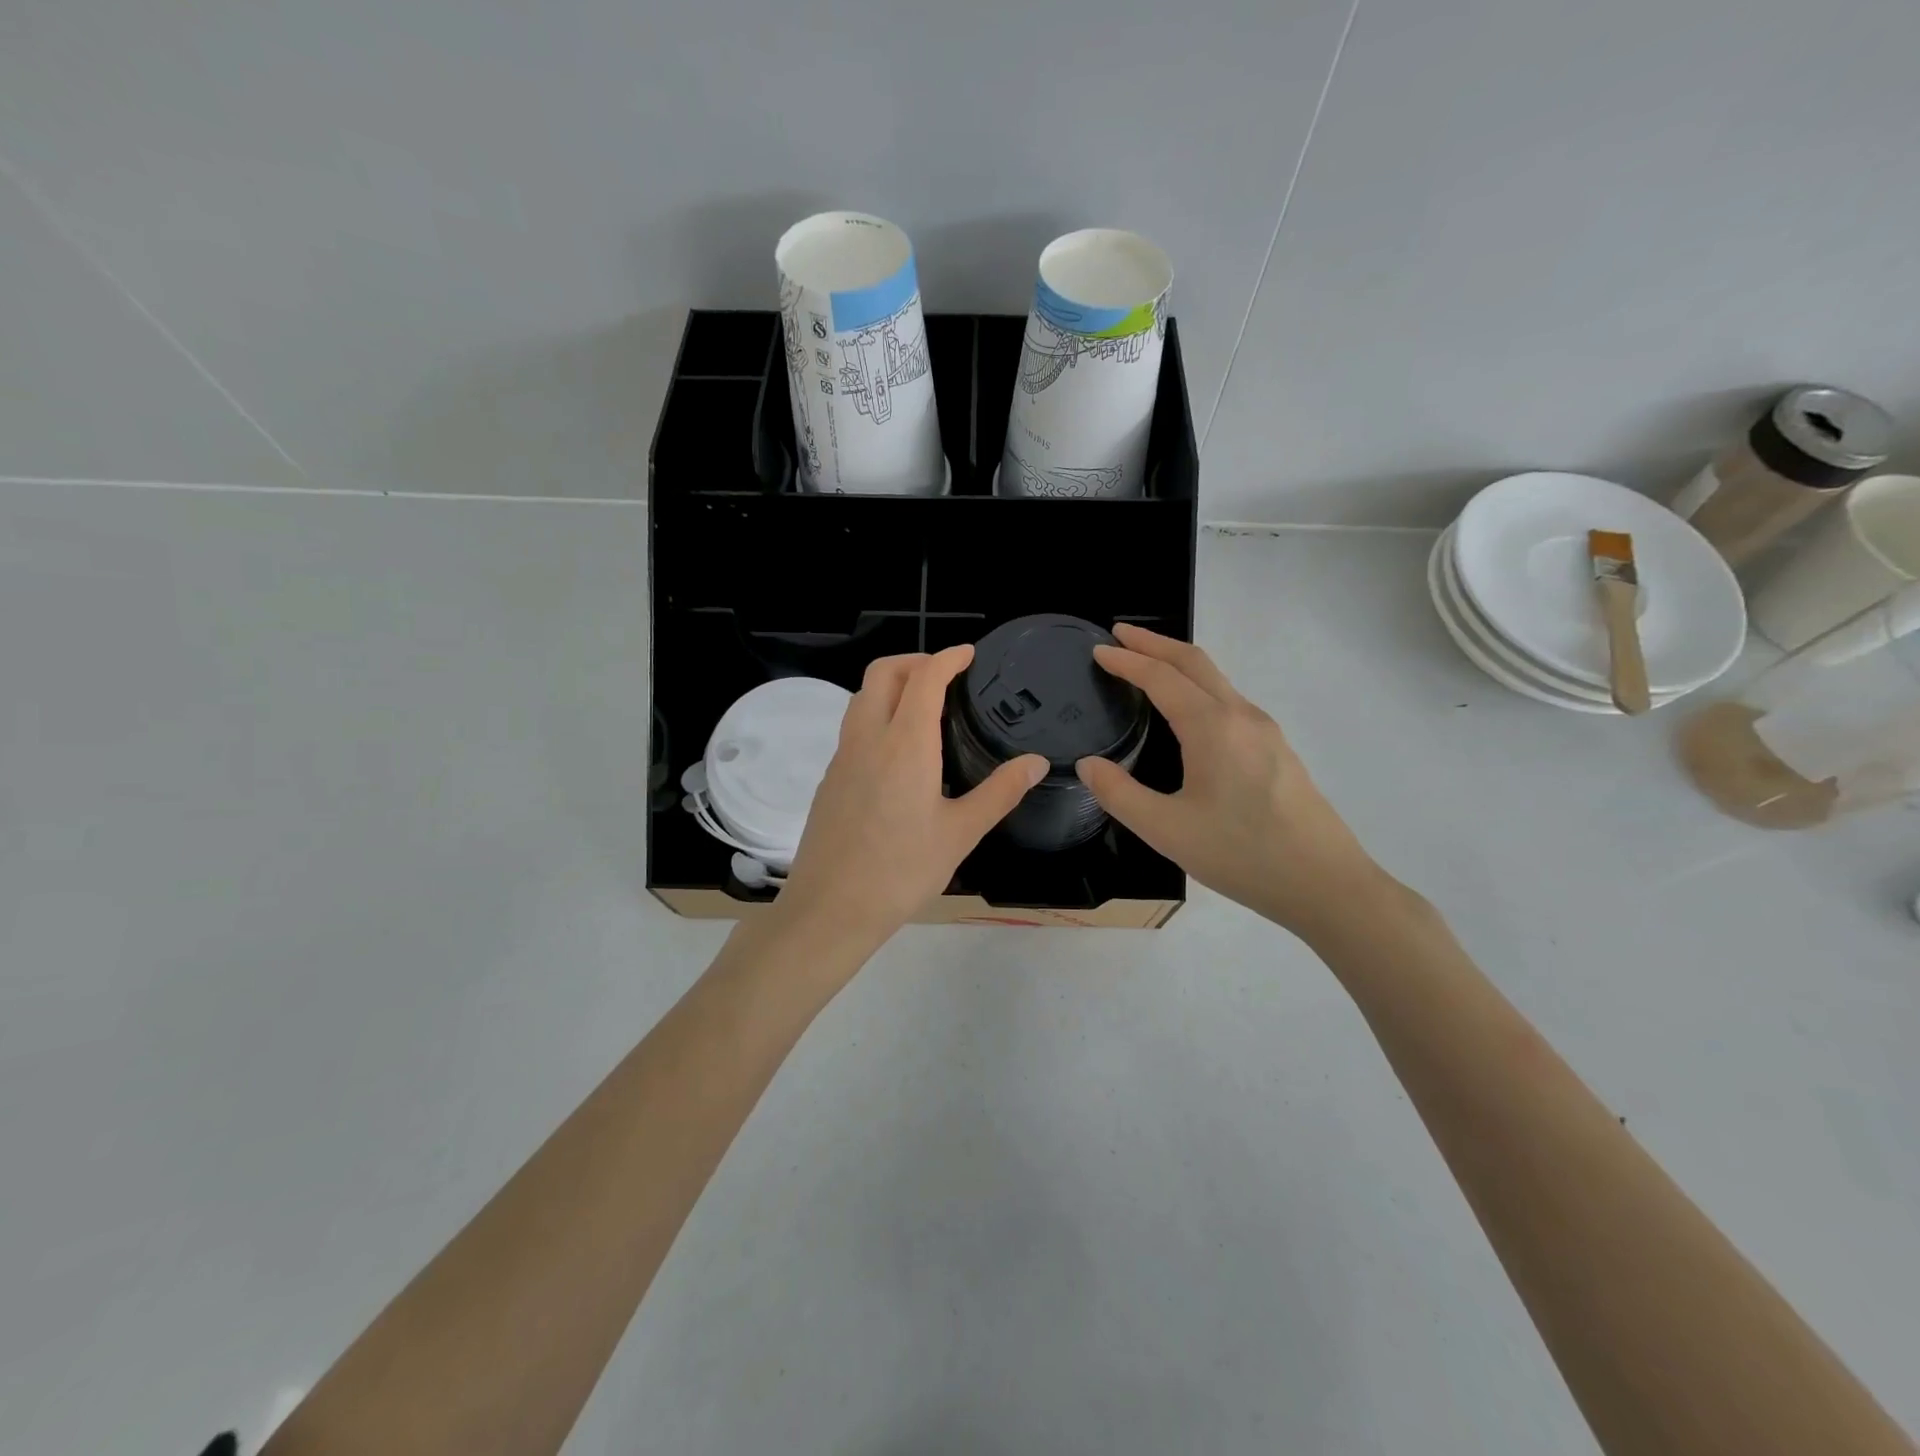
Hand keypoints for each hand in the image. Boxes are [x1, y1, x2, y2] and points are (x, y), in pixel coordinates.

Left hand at [777, 647, 1046, 956]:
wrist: (831, 909)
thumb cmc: (902, 870)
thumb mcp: (961, 833)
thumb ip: (1000, 792)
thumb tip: (1037, 762)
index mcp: (905, 743)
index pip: (924, 677)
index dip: (948, 657)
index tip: (969, 654)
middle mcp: (868, 738)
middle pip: (882, 673)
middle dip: (914, 661)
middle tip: (946, 675)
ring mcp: (842, 757)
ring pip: (861, 697)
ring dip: (890, 686)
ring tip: (923, 707)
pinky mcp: (829, 779)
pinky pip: (852, 728)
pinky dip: (876, 715)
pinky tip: (897, 752)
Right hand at [1075, 624, 1391, 937]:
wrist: (1325, 884)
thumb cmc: (1242, 855)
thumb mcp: (1166, 830)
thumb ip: (1119, 794)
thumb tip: (1088, 765)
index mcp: (1213, 727)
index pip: (1161, 677)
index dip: (1126, 660)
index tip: (1098, 650)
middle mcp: (1241, 716)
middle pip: (1194, 662)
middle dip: (1155, 643)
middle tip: (1120, 635)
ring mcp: (1265, 731)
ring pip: (1216, 679)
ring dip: (1179, 663)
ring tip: (1147, 665)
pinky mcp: (1277, 749)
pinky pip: (1229, 700)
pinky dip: (1198, 686)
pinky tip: (1188, 711)